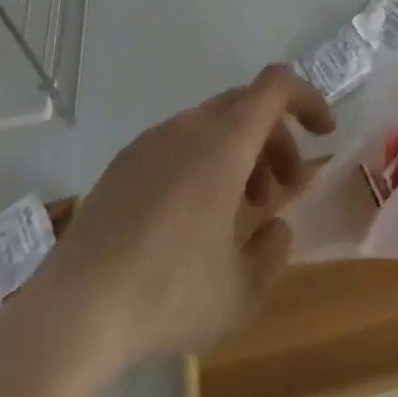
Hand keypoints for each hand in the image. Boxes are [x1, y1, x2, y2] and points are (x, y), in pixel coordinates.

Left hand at [40, 65, 334, 367]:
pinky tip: (190, 220)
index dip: (307, 98)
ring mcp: (151, 141)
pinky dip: (202, 163)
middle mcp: (189, 127)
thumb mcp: (241, 294)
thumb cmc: (168, 294)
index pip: (276, 86)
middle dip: (275, 140)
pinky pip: (178, 144)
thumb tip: (275, 227)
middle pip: (246, 106)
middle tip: (282, 191)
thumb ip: (274, 253)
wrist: (74, 311)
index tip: (324, 133)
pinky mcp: (123, 163)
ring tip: (238, 213)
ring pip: (212, 125)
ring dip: (239, 154)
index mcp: (224, 142)